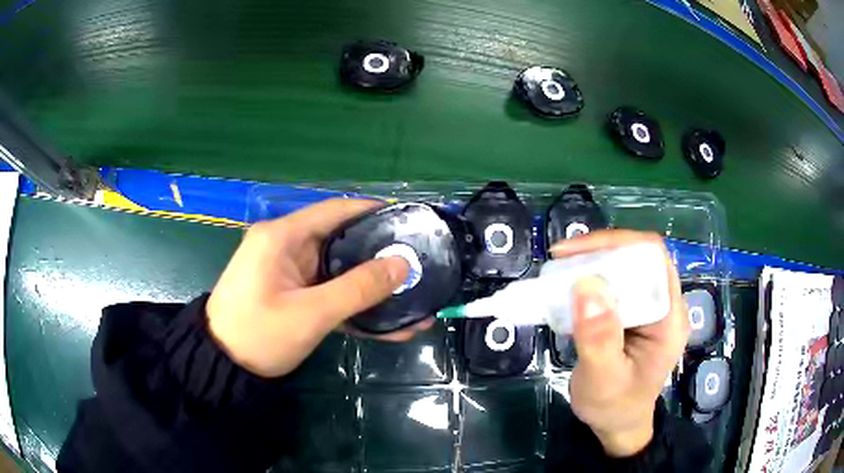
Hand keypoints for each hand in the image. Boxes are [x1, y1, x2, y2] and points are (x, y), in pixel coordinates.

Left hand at [206, 199, 432, 377]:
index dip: (373, 213)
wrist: (224, 367)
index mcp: (282, 236)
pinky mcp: (293, 295)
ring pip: (339, 271)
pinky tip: (388, 324)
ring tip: (413, 300)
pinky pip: (329, 292)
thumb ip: (358, 288)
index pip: (335, 210)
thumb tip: (403, 264)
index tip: (408, 223)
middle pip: (341, 241)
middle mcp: (286, 246)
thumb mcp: (311, 313)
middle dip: (380, 257)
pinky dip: (355, 305)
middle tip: (418, 265)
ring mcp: (290, 273)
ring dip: (372, 288)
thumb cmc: (259, 335)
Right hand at [550, 230, 689, 456]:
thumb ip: (598, 338)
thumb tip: (586, 284)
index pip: (653, 259)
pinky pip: (615, 283)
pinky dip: (591, 278)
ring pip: (626, 266)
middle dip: (600, 251)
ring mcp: (651, 308)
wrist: (617, 424)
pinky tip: (569, 287)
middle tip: (561, 261)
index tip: (575, 254)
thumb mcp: (603, 379)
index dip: (618, 245)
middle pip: (640, 257)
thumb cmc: (613, 407)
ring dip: (593, 262)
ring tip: (560, 270)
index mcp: (670, 318)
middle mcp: (665, 305)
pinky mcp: (635, 313)